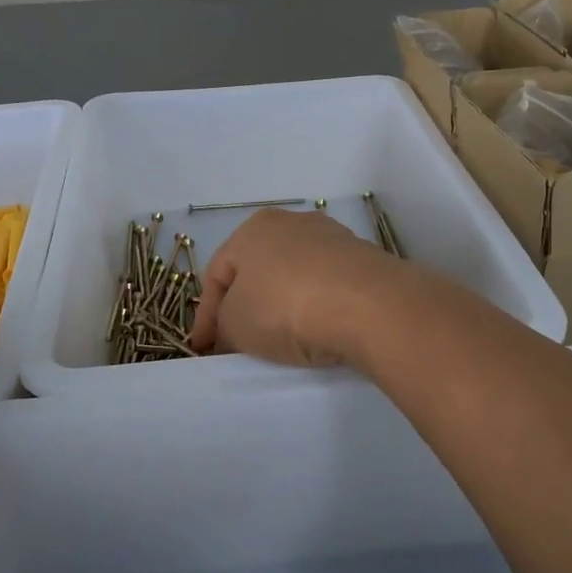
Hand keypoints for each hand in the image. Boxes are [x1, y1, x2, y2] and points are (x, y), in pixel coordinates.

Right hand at [190, 208, 403, 366]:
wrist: (368, 306)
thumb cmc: (285, 306)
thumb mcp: (235, 324)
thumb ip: (224, 327)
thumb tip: (231, 334)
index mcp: (253, 228)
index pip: (217, 273)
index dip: (205, 316)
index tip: (203, 349)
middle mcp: (293, 223)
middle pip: (258, 272)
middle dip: (246, 308)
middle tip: (238, 345)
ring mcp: (334, 240)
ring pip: (295, 279)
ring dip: (283, 308)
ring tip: (281, 343)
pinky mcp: (365, 262)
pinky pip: (327, 289)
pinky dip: (316, 310)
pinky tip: (317, 334)